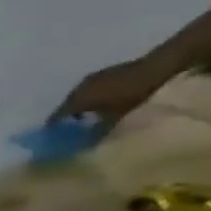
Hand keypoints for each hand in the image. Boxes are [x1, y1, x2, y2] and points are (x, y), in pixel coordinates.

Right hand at [51, 57, 172, 128]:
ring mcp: (90, 79)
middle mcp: (77, 89)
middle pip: (66, 105)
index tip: (55, 135)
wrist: (155, 68)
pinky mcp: (102, 73)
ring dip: (79, 104)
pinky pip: (89, 88)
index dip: (54, 127)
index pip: (56, 116)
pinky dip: (90, 96)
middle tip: (71, 126)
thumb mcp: (115, 118)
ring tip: (86, 114)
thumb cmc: (132, 96)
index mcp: (76, 101)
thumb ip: (96, 131)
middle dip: (67, 115)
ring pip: (77, 95)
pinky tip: (100, 101)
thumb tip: (84, 142)